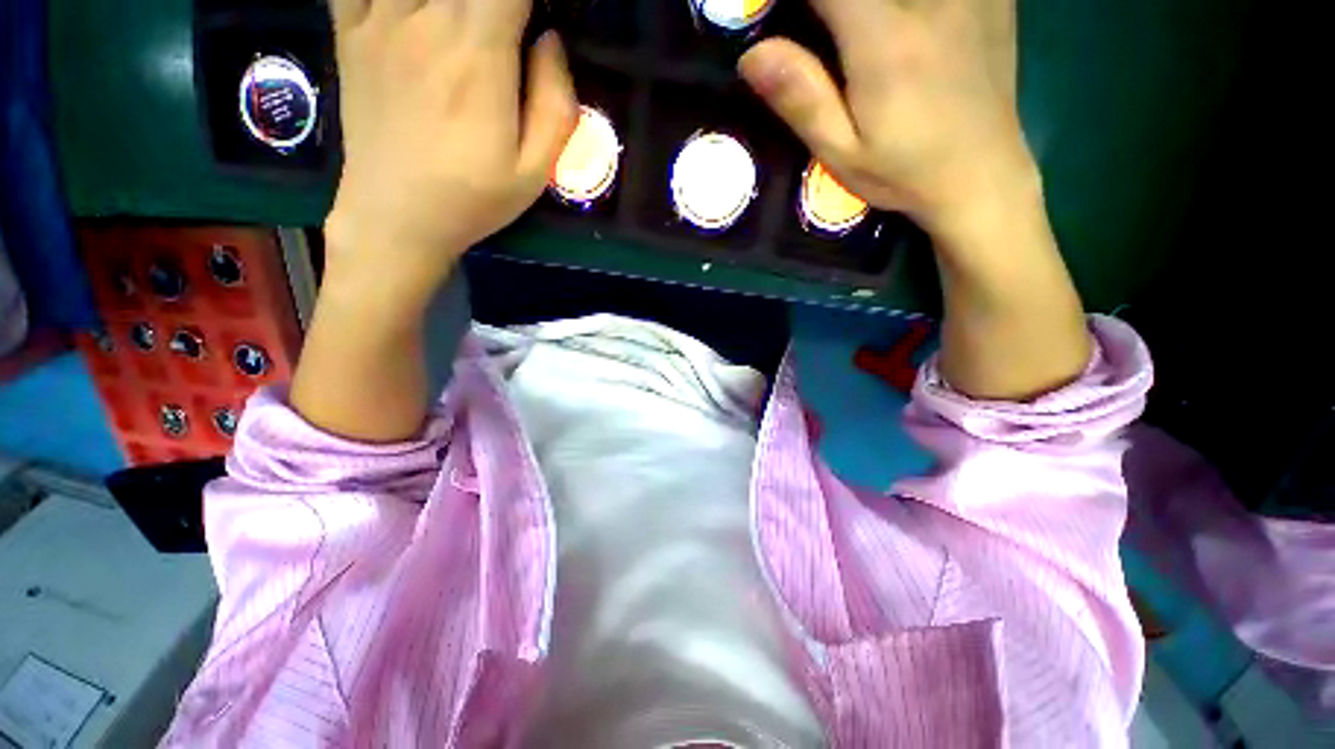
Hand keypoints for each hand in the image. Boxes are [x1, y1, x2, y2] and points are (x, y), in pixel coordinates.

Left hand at [324, 0, 576, 308]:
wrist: (396, 217)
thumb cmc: (473, 198)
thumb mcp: (535, 172)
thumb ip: (556, 105)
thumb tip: (552, 41)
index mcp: (480, 56)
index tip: (536, 18)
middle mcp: (427, 20)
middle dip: (497, 0)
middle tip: (502, 28)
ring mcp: (380, 19)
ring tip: (465, 20)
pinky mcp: (351, 30)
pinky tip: (413, 10)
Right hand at [739, 0, 1033, 244]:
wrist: (982, 175)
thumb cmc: (904, 172)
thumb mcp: (841, 154)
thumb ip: (802, 101)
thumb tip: (751, 56)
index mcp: (884, 40)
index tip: (775, 18)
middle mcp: (928, 0)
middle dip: (829, 6)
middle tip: (821, 33)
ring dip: (861, 8)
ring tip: (850, 35)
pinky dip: (904, 5)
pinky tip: (905, 24)